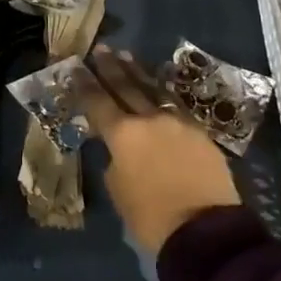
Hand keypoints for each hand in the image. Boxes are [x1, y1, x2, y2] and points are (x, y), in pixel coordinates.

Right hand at [77, 46, 240, 252]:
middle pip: (126, 87)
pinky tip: (158, 88)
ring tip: (126, 57)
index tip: (75, 67)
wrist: (205, 231)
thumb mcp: (119, 190)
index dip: (85, 84)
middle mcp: (150, 120)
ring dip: (138, 73)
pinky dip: (162, 93)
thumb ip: (115, 162)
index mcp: (123, 134)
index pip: (98, 102)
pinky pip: (175, 105)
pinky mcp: (201, 133)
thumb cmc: (151, 217)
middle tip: (101, 49)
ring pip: (154, 90)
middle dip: (111, 68)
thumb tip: (121, 151)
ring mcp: (178, 123)